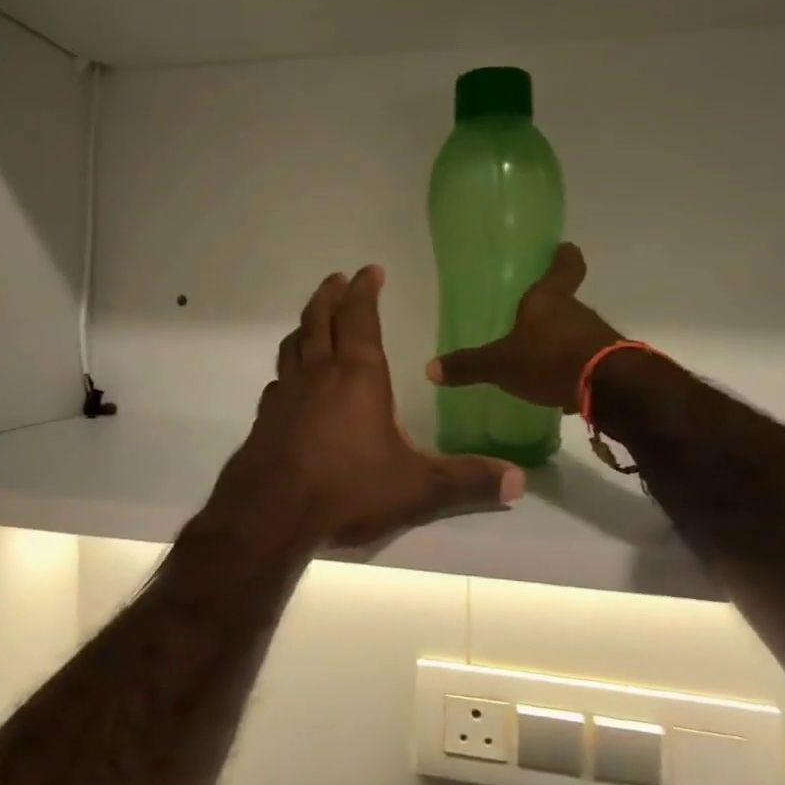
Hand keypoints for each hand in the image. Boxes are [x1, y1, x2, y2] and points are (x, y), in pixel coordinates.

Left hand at [207, 266, 523, 551]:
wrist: (270, 514)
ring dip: (305, 324)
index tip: (370, 270)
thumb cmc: (346, 489)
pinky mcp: (266, 418)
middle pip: (319, 319)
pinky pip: (278, 379)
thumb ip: (466, 481)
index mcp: (357, 375)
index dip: (364, 290)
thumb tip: (518, 480)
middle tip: (337, 278)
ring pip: (293, 344)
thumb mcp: (416, 488)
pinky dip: (288, 367)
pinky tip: (291, 382)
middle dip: (330, 294)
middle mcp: (318, 374)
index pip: (360, 318)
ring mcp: (286, 394)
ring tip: (312, 319)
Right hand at [426, 243, 619, 412]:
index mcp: (549, 299)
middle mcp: (576, 311)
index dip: (564, 256)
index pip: (565, 266)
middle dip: (550, 308)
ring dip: (560, 340)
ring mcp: (597, 336)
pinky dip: (572, 366)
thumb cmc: (550, 359)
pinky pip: (585, 358)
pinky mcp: (608, 363)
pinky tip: (556, 382)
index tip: (563, 248)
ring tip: (538, 356)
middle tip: (528, 317)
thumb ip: (469, 365)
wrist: (610, 389)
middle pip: (566, 301)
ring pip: (575, 331)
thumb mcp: (501, 364)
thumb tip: (430, 369)